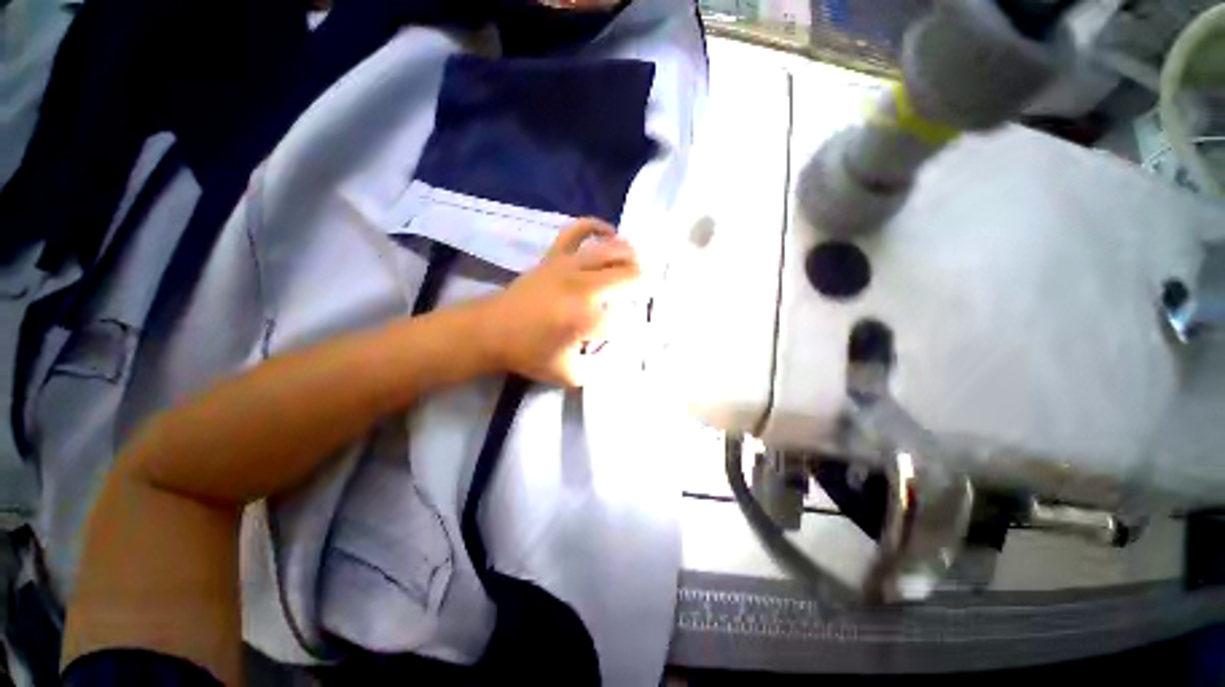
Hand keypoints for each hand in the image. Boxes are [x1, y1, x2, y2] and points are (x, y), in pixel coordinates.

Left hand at [480, 218, 639, 386]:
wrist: (491, 331)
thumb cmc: (529, 353)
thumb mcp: (569, 375)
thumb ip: (598, 369)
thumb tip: (619, 355)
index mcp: (587, 319)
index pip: (625, 318)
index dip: (634, 326)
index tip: (634, 332)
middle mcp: (583, 287)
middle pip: (626, 276)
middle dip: (641, 285)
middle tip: (642, 294)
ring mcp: (568, 266)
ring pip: (610, 250)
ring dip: (630, 257)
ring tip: (636, 266)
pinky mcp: (554, 256)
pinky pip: (577, 231)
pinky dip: (596, 227)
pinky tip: (609, 232)